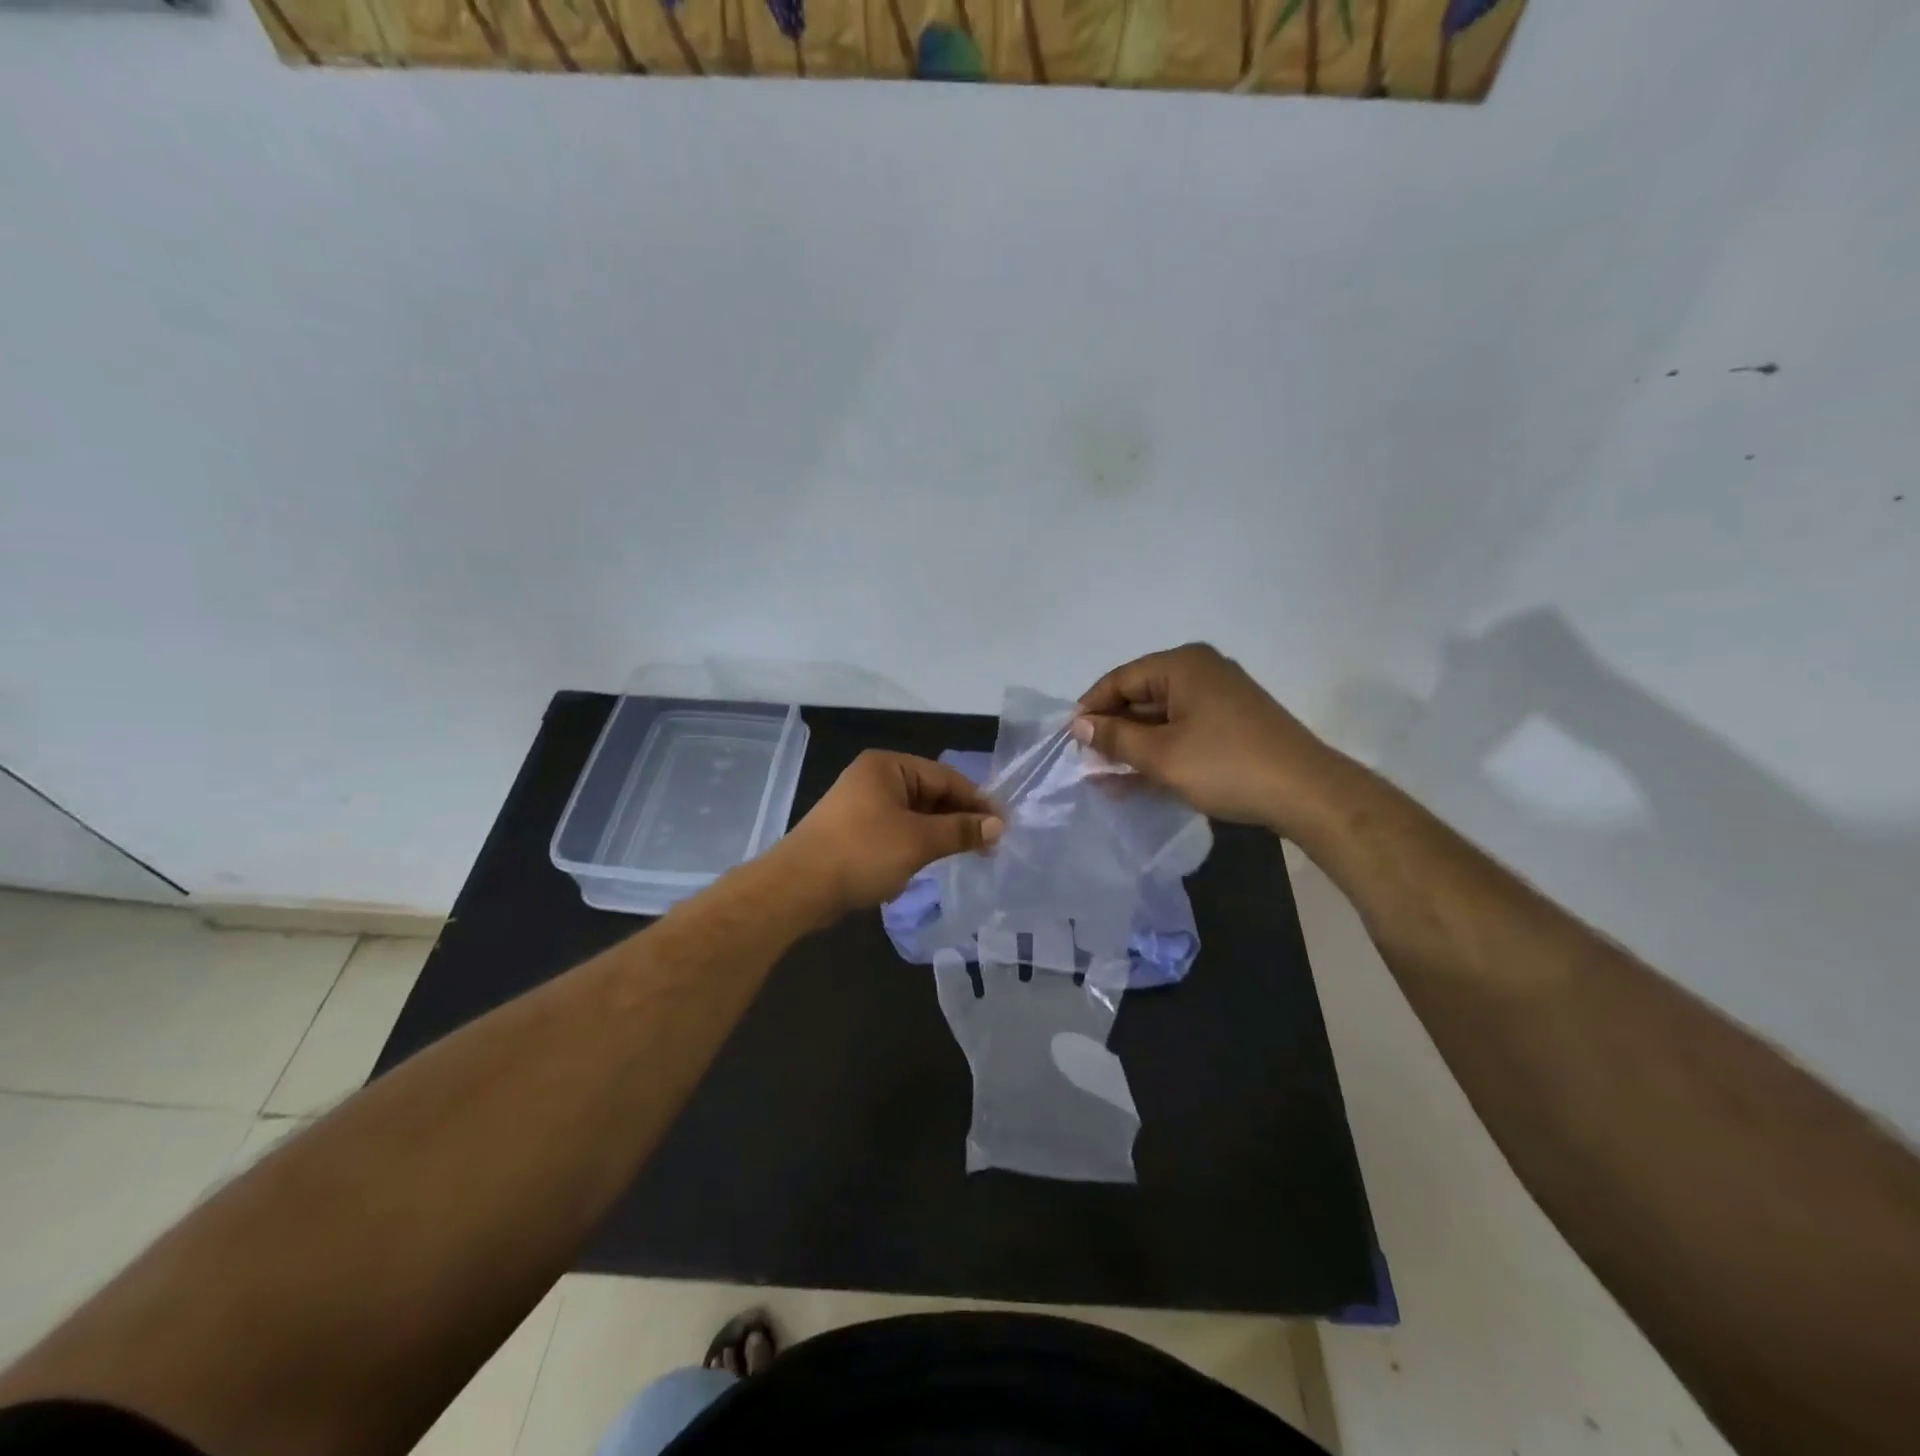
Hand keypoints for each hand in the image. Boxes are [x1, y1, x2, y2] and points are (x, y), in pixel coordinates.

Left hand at [781, 751, 1002, 920]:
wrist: (798, 888)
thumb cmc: (862, 853)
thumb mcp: (919, 841)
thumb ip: (960, 831)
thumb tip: (998, 825)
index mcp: (888, 767)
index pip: (945, 777)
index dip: (976, 802)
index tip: (1003, 827)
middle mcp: (874, 778)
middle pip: (930, 794)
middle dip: (958, 819)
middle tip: (989, 845)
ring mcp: (861, 805)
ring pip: (913, 815)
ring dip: (938, 834)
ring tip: (967, 855)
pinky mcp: (853, 832)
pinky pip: (895, 831)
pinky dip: (915, 844)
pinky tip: (929, 862)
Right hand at [1072, 643, 1353, 834]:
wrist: (1305, 792)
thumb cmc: (1225, 765)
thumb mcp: (1160, 755)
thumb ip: (1115, 737)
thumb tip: (1080, 726)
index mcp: (1182, 665)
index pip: (1120, 679)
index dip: (1091, 708)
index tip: (1069, 740)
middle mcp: (1201, 671)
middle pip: (1140, 696)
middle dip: (1112, 730)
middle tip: (1086, 762)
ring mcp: (1220, 698)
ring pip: (1161, 717)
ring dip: (1133, 745)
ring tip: (1104, 776)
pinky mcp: (1232, 723)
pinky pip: (1182, 730)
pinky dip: (1160, 751)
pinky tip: (1136, 778)